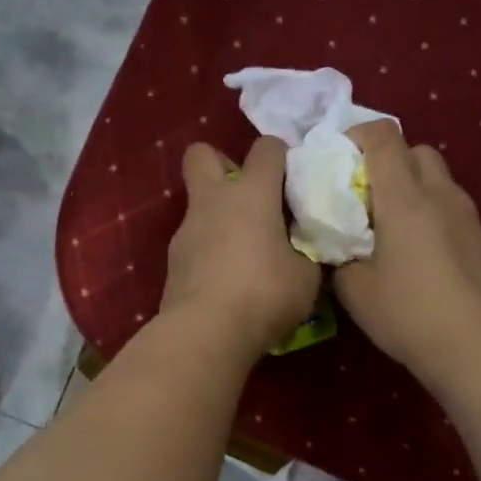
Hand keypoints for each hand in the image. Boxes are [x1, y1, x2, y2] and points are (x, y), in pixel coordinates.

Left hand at [160, 137, 321, 357]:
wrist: (205, 332)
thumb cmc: (264, 294)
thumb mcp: (306, 276)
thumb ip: (306, 250)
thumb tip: (303, 246)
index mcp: (251, 193)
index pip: (267, 148)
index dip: (282, 157)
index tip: (294, 184)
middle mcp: (213, 201)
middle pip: (203, 154)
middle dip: (224, 164)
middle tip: (249, 196)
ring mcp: (186, 230)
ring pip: (199, 204)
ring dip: (220, 216)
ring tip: (244, 251)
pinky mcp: (173, 261)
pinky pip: (194, 241)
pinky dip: (210, 249)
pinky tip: (227, 279)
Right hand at [333, 121, 480, 396]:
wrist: (476, 349)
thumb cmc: (408, 314)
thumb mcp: (354, 289)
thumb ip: (339, 254)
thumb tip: (339, 242)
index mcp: (405, 199)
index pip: (384, 137)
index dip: (357, 136)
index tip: (338, 160)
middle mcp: (441, 195)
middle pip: (417, 150)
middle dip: (388, 161)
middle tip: (365, 196)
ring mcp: (468, 216)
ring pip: (438, 178)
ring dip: (413, 187)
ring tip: (392, 226)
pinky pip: (452, 206)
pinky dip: (431, 212)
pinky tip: (421, 253)